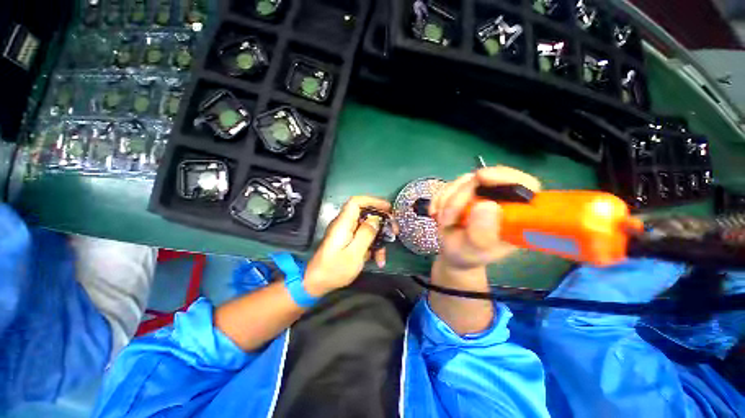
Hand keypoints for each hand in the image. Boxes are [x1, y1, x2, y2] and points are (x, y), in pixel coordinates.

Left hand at [304, 196, 393, 296]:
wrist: (317, 283)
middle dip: (381, 222)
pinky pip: (362, 238)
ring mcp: (346, 233)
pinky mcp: (347, 241)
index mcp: (343, 223)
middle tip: (394, 232)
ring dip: (378, 239)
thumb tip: (376, 219)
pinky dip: (371, 247)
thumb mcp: (354, 253)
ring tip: (384, 254)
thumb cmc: (334, 269)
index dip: (373, 201)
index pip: (356, 202)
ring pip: (366, 228)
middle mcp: (344, 225)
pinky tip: (376, 260)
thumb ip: (366, 234)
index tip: (388, 208)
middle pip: (365, 214)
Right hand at [430, 166, 540, 270]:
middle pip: (484, 179)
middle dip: (459, 197)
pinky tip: (436, 214)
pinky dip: (438, 200)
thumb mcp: (474, 250)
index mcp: (516, 214)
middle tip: (447, 219)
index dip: (505, 176)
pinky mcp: (463, 191)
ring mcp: (480, 193)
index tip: (480, 178)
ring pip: (462, 181)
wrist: (453, 253)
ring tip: (444, 222)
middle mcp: (500, 199)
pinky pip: (447, 186)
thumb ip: (482, 233)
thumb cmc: (468, 255)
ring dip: (446, 201)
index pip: (524, 184)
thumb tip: (487, 205)